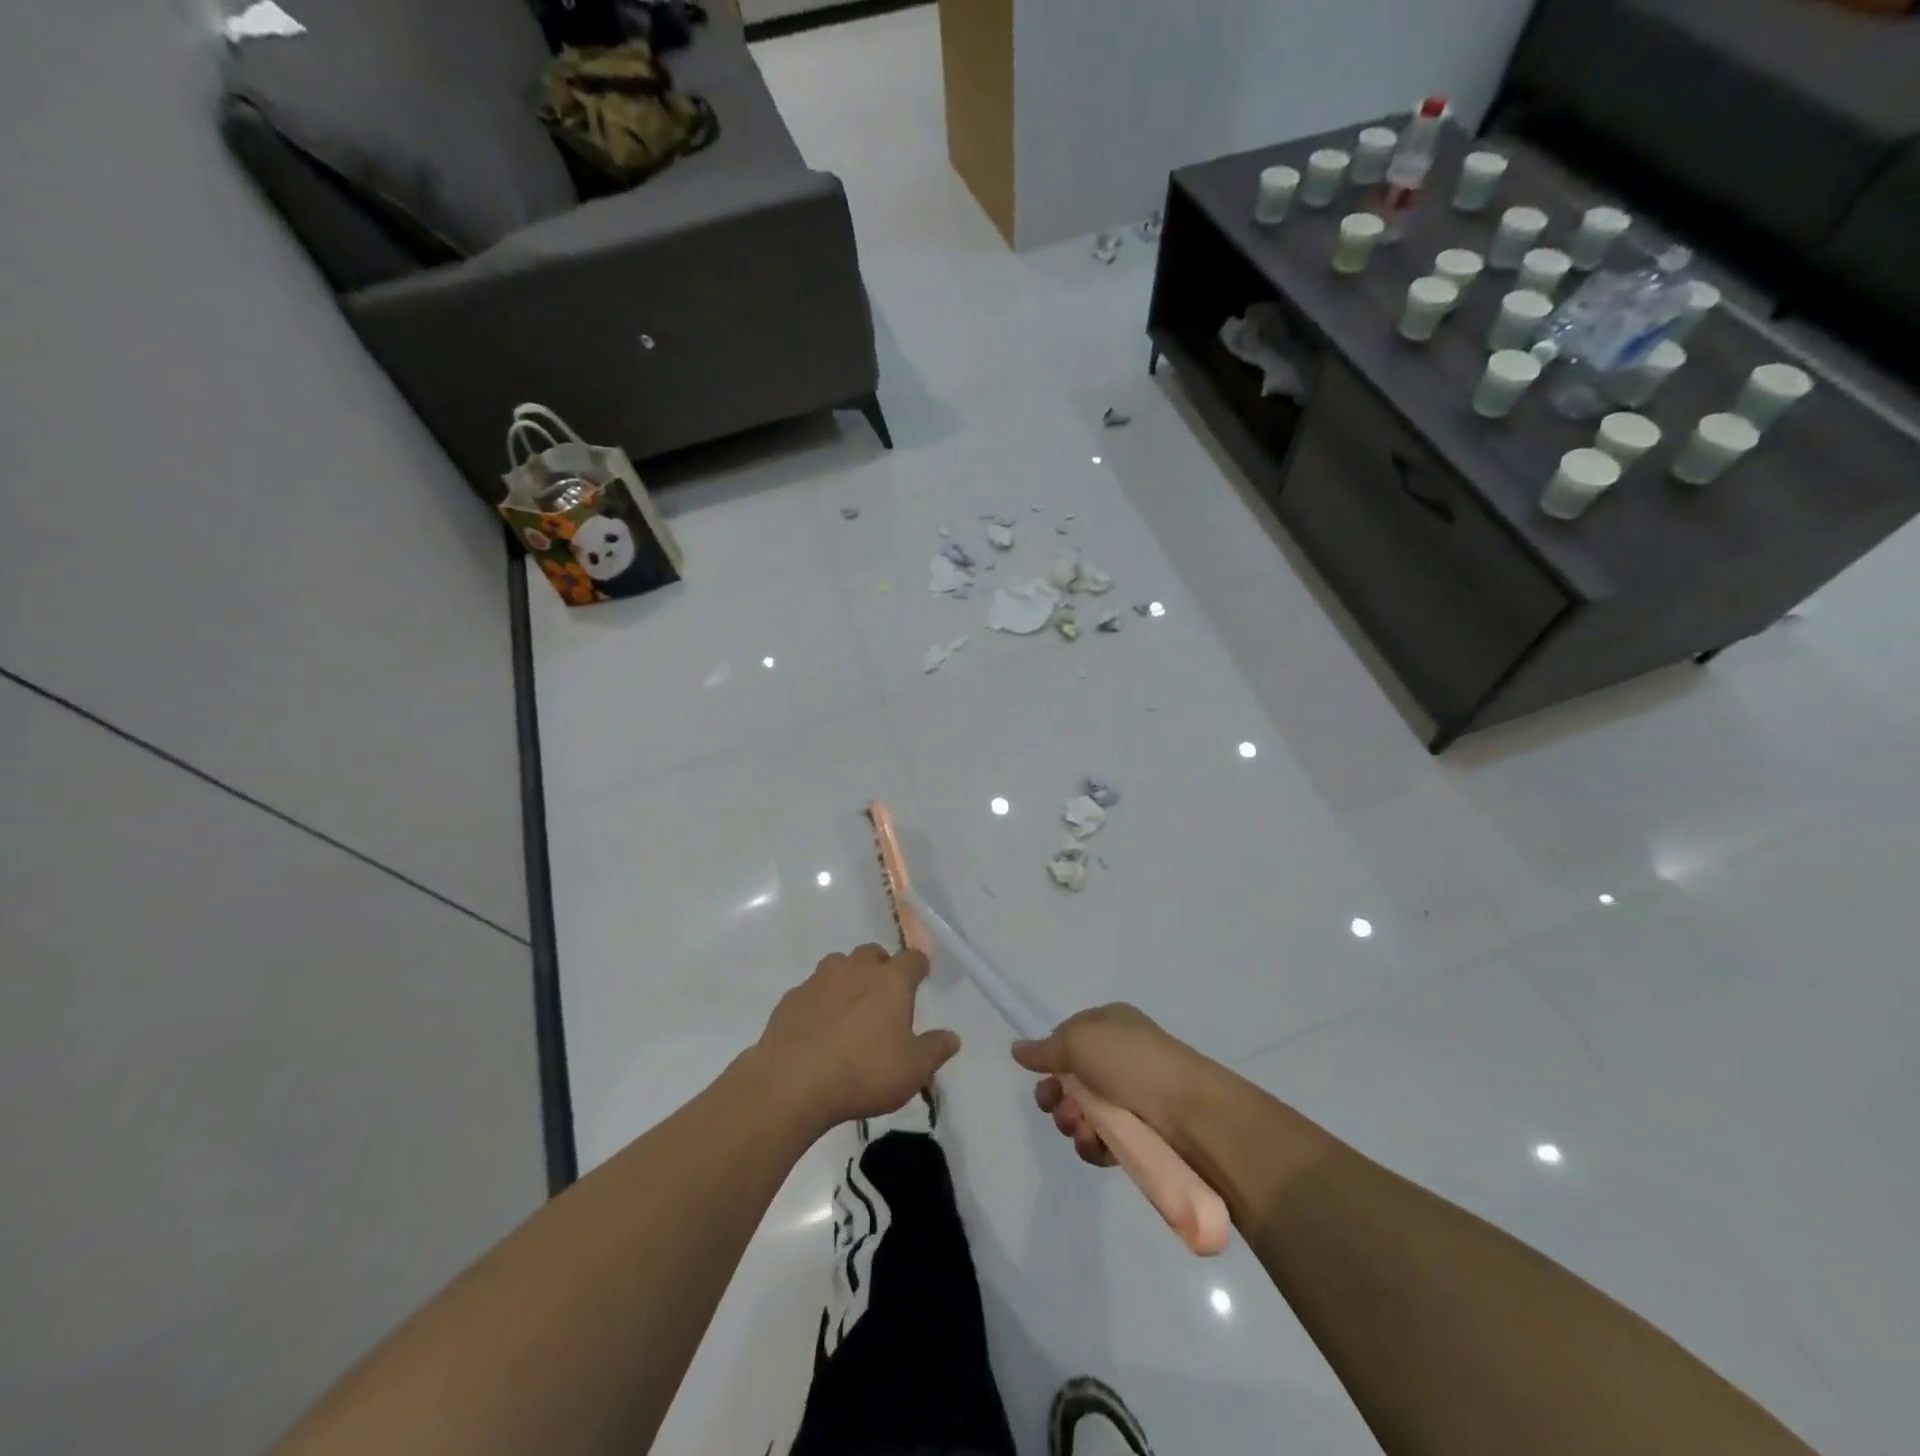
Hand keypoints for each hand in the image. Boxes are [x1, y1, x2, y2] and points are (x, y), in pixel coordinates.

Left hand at [755, 944, 960, 1136]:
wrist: (792, 1082)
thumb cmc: (864, 1071)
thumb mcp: (912, 1070)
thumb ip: (935, 1050)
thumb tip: (953, 1037)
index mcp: (890, 981)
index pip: (912, 959)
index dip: (919, 966)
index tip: (921, 976)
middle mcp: (855, 969)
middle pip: (872, 953)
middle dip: (880, 966)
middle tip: (884, 992)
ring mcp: (819, 981)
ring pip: (838, 965)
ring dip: (847, 977)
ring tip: (850, 1006)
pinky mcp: (791, 998)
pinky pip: (811, 990)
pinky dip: (819, 1000)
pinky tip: (818, 1026)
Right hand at [1012, 1004, 1223, 1165]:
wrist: (1191, 1113)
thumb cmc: (1132, 1063)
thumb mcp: (1079, 1041)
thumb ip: (1045, 1048)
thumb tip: (1017, 1048)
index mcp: (1110, 1025)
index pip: (1069, 1037)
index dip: (1051, 1056)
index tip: (1040, 1073)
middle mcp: (1120, 1057)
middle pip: (1071, 1079)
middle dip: (1056, 1095)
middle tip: (1055, 1106)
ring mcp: (1131, 1098)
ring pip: (1083, 1113)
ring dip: (1072, 1122)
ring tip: (1081, 1127)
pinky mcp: (1139, 1135)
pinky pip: (1102, 1141)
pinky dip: (1092, 1145)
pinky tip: (1095, 1146)